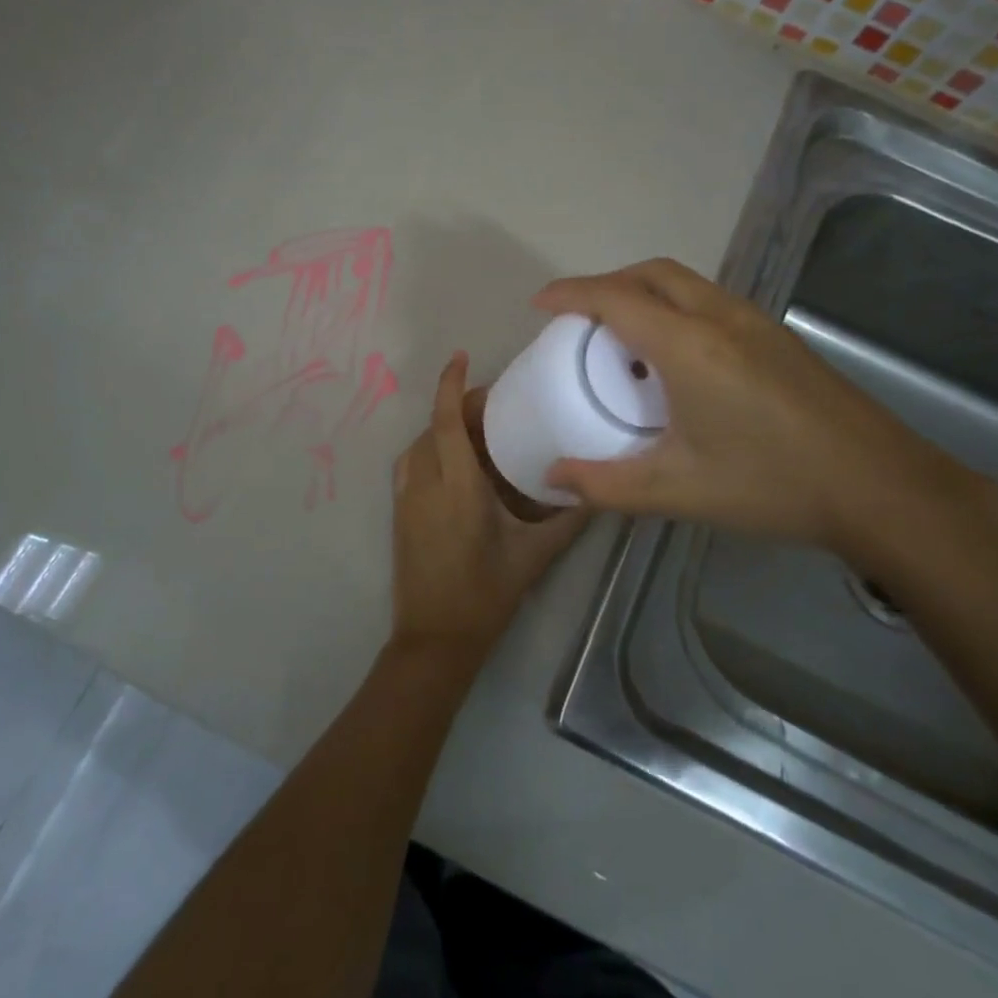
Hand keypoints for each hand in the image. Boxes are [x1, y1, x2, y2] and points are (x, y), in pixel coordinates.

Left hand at [391, 352, 588, 669]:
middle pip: (432, 428)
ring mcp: (406, 500)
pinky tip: (456, 465)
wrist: (434, 640)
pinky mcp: (399, 514)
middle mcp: (425, 485)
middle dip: (455, 406)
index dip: (450, 386)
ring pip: (418, 446)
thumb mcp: (533, 556)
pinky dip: (430, 450)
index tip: (460, 357)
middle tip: (492, 405)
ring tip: (475, 431)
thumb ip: (568, 521)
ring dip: (440, 428)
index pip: (445, 423)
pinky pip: (411, 466)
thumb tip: (598, 492)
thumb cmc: (486, 595)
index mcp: (457, 489)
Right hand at [533, 259, 985, 561]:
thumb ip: (606, 484)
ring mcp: (756, 324)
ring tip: (621, 334)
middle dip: (607, 283)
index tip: (539, 303)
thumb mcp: (678, 490)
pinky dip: (674, 306)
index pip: (616, 300)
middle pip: (652, 274)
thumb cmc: (773, 484)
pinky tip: (676, 357)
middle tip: (578, 317)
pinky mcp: (778, 339)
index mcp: (690, 346)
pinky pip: (710, 300)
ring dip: (644, 291)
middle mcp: (721, 319)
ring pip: (685, 283)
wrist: (882, 488)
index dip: (571, 294)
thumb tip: (552, 478)